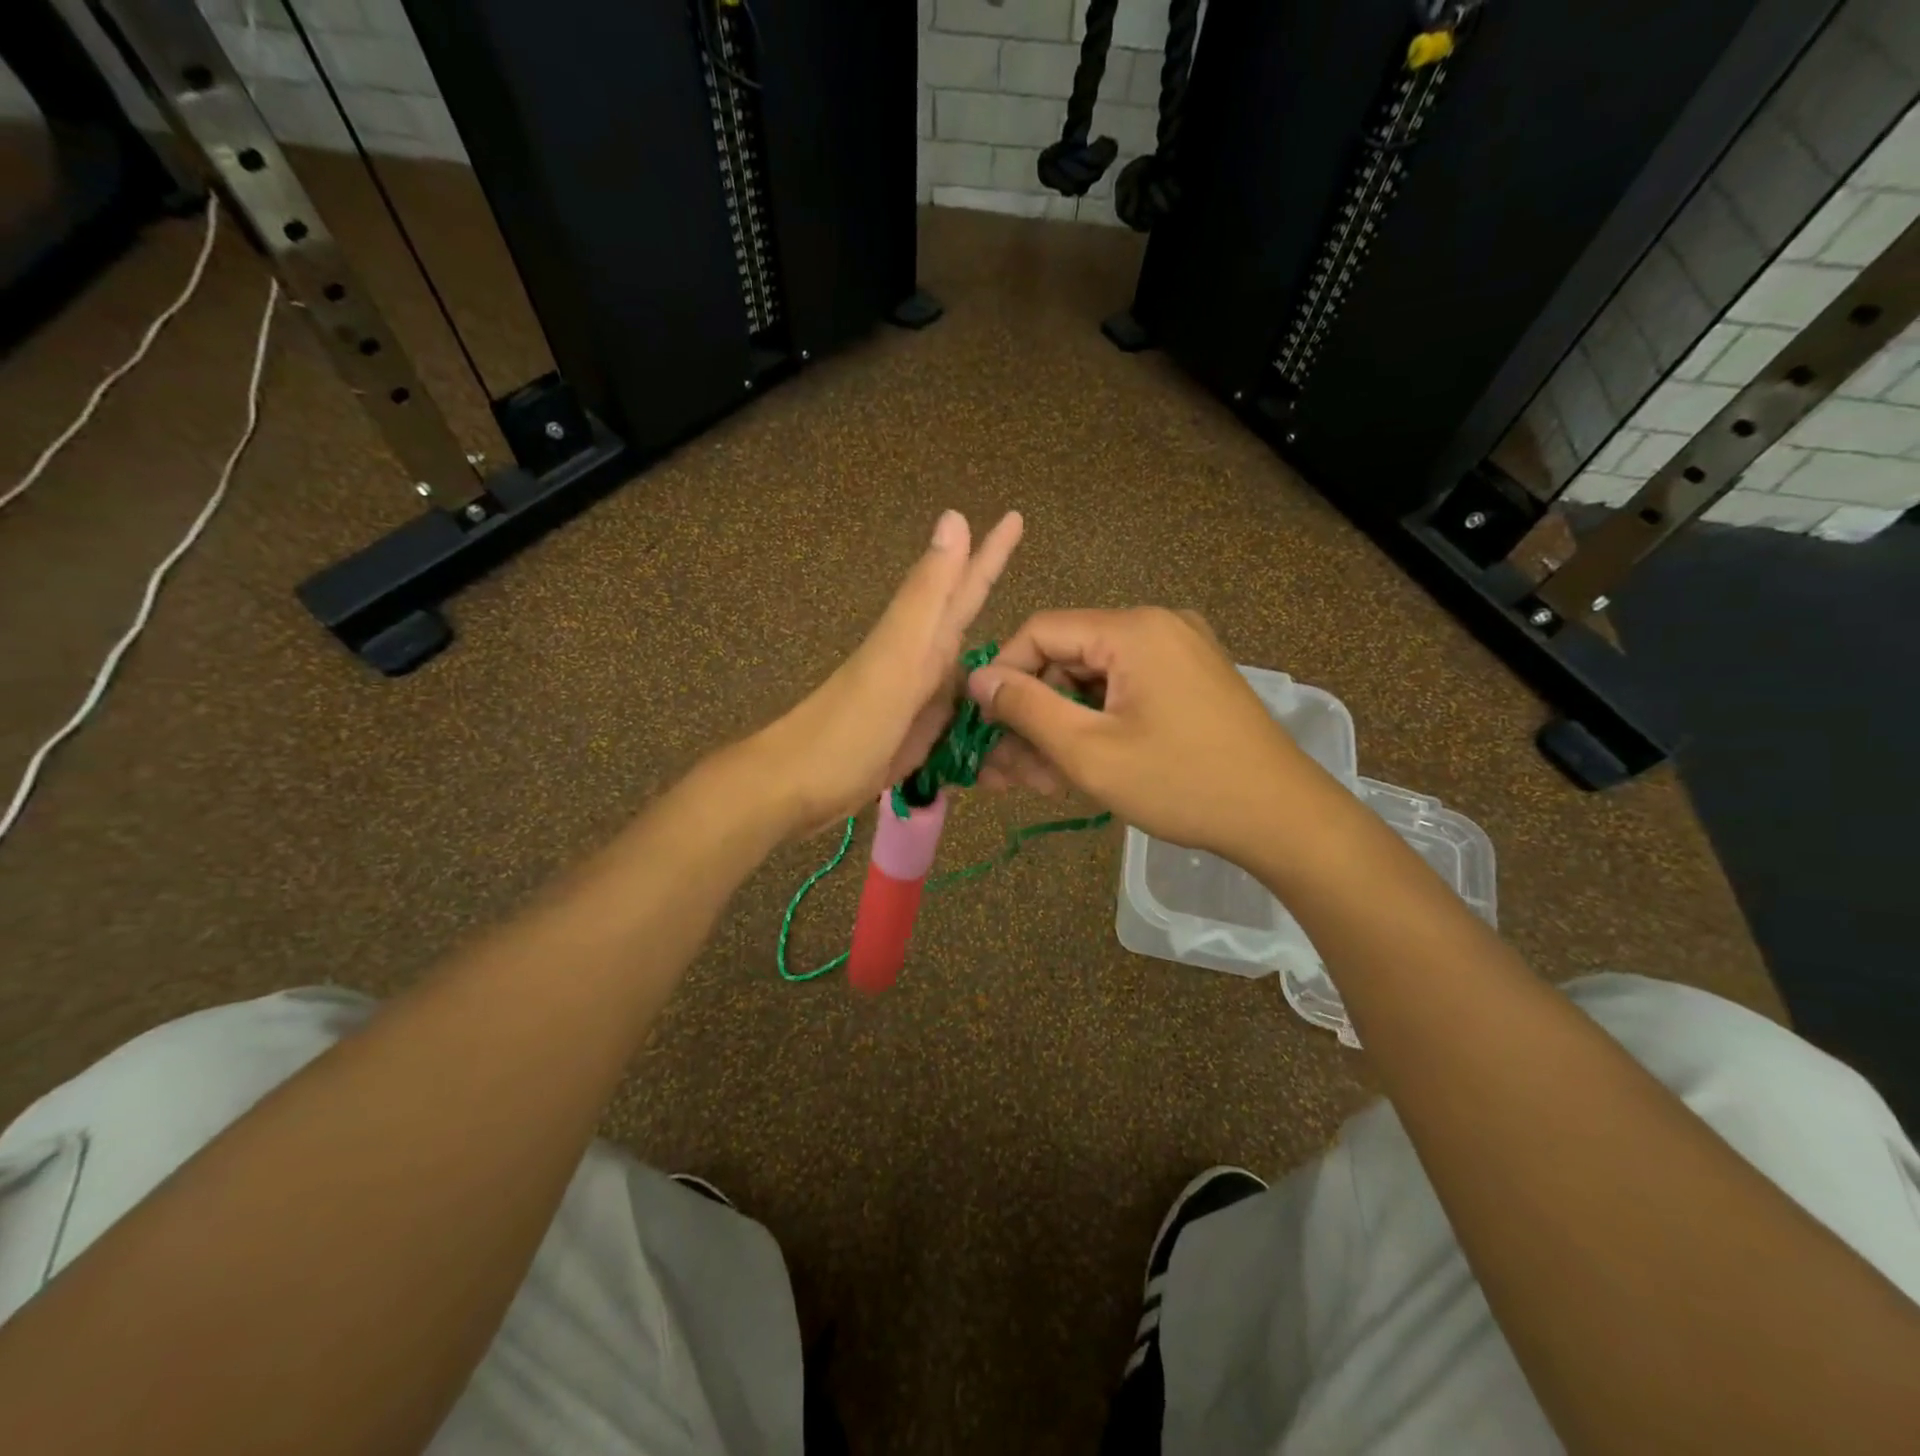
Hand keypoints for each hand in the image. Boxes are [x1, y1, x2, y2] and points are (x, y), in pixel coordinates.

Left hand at [756, 509, 1023, 834]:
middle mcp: (923, 664)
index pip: (966, 586)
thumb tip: (954, 517)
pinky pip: (960, 718)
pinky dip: (983, 716)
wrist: (797, 788)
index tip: (1016, 515)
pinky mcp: (915, 738)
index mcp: (922, 641)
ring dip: (1000, 664)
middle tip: (1034, 581)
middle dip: (995, 598)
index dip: (992, 552)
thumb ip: (926, 595)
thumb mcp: (895, 657)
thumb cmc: (848, 725)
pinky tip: (1001, 722)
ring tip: (1040, 659)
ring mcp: (918, 702)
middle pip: (967, 622)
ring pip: (968, 672)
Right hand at [966, 607, 1310, 857]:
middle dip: (1032, 716)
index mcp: (1132, 630)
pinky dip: (1096, 727)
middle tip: (1003, 772)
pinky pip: (1124, 694)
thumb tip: (979, 678)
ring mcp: (1178, 654)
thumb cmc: (1181, 783)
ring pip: (1093, 684)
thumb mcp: (1089, 751)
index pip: (1040, 632)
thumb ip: (1026, 708)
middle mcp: (1156, 627)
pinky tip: (1075, 769)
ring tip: (1036, 783)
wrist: (1281, 818)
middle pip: (1066, 660)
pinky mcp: (1189, 682)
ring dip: (1060, 729)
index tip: (982, 724)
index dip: (1003, 675)